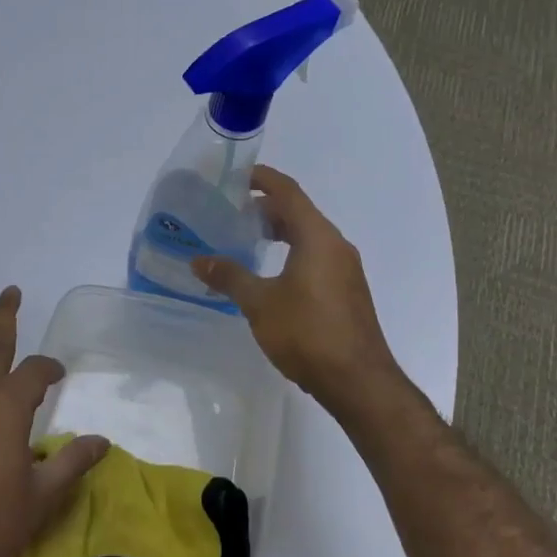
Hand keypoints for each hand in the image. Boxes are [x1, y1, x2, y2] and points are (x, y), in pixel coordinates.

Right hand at [193, 166, 402, 413]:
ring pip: (308, 237)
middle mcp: (336, 246)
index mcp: (318, 237)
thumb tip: (199, 260)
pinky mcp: (346, 291)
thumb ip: (230, 277)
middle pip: (299, 213)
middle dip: (265, 209)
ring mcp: (345, 269)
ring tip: (245, 242)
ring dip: (279, 233)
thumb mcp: (260, 303)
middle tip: (231, 213)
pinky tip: (269, 275)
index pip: (288, 192)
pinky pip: (315, 257)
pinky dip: (291, 253)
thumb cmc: (308, 333)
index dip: (262, 179)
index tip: (235, 176)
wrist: (358, 381)